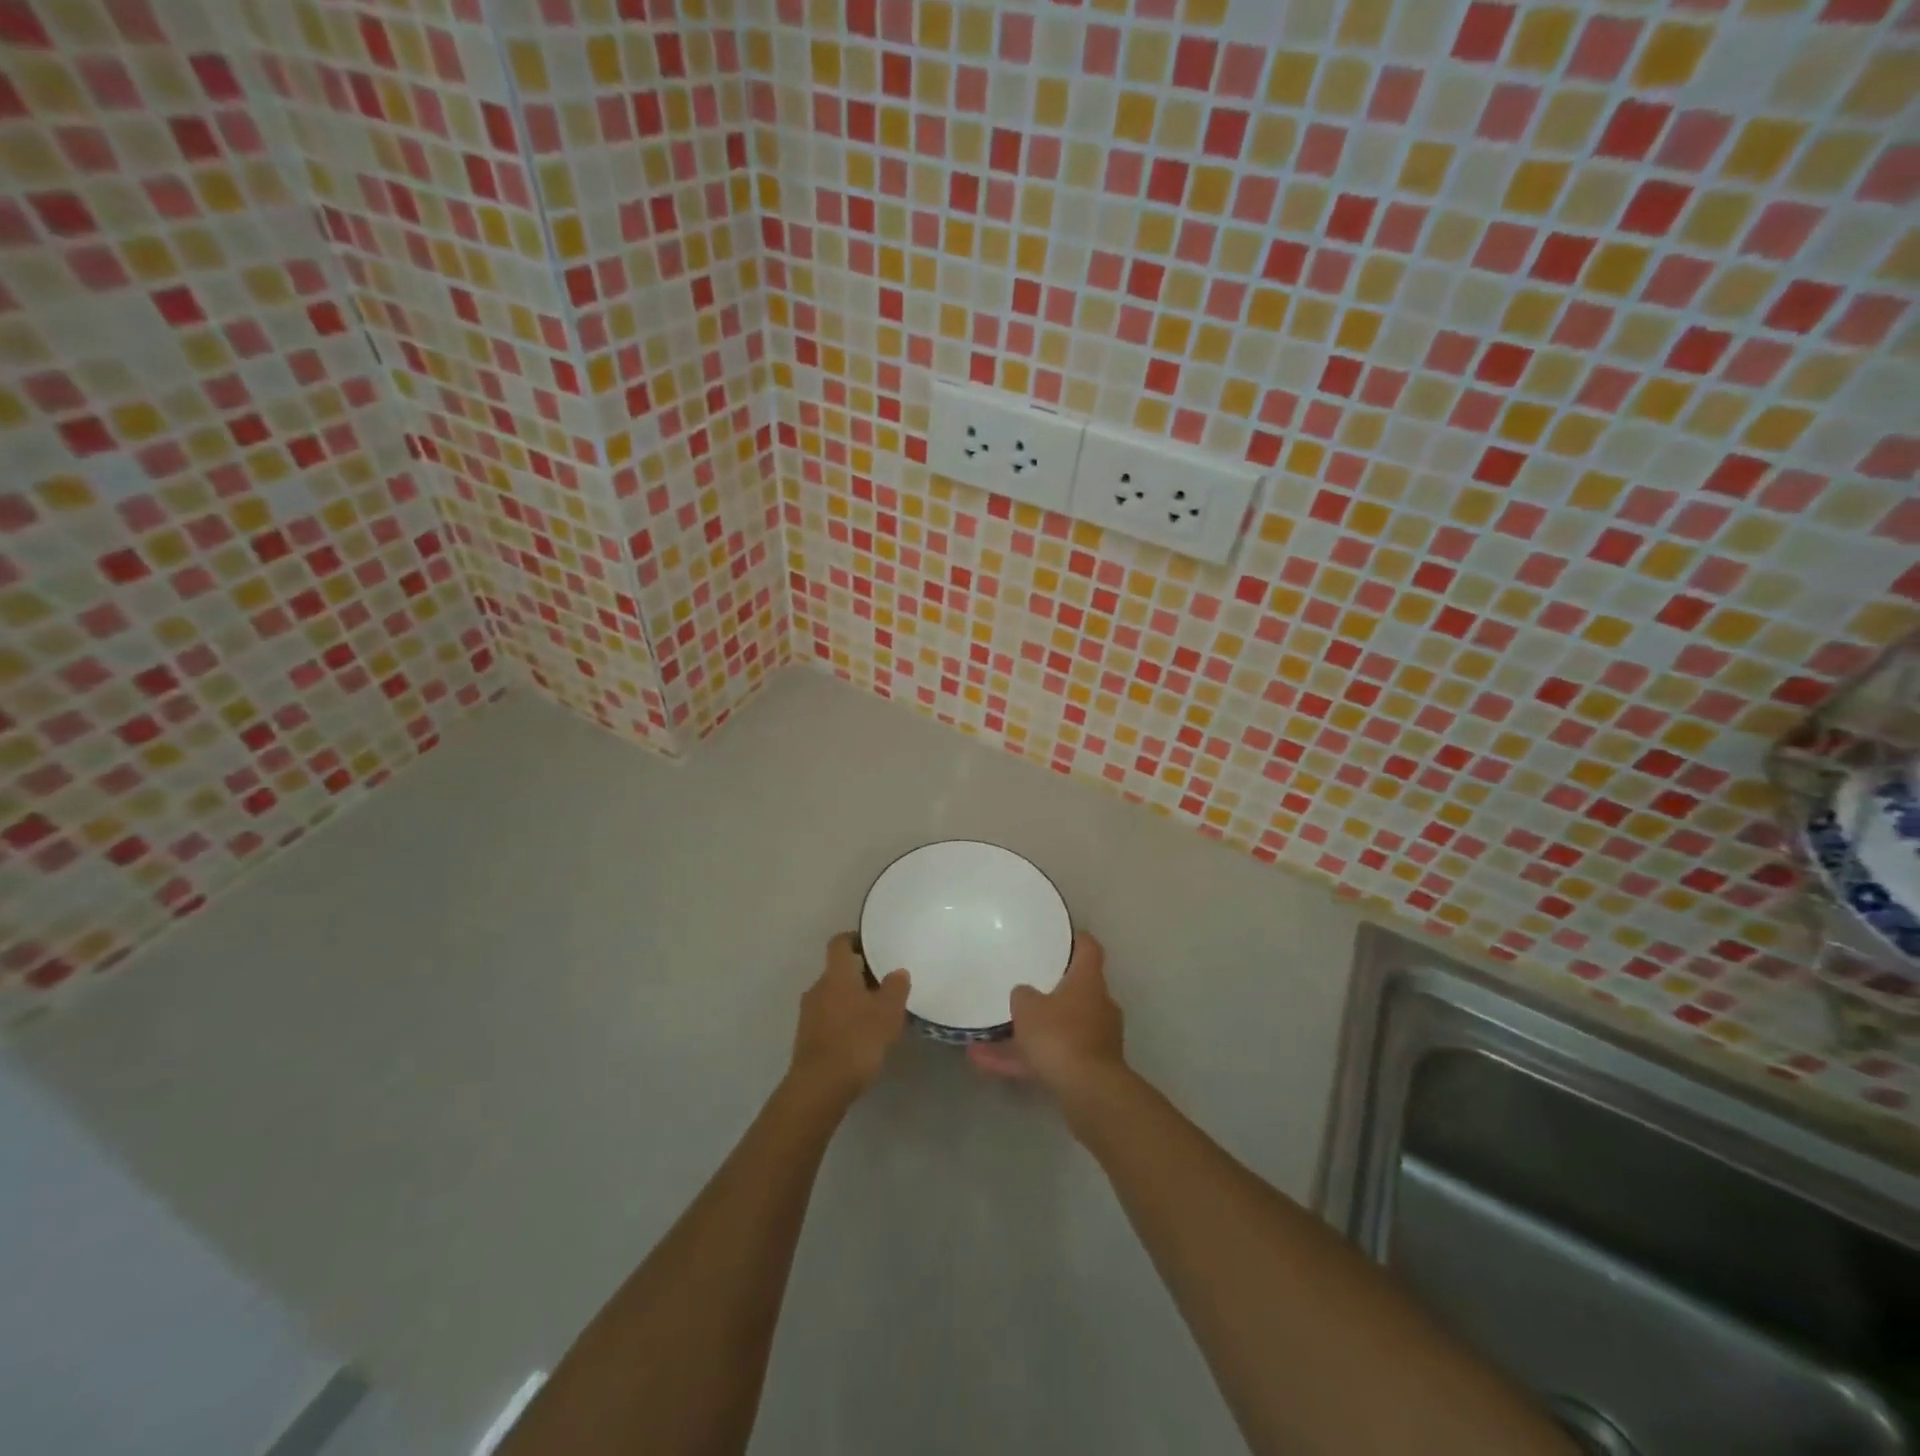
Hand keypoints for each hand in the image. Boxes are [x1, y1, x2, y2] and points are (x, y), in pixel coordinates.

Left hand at [788, 933, 910, 1105]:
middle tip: (884, 986)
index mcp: (836, 974)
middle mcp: (818, 988)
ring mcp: (808, 1014)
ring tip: (876, 1015)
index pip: (839, 943)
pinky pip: (827, 1019)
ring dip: (851, 1001)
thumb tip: (897, 972)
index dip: (854, 939)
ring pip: (832, 996)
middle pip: (837, 971)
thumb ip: (895, 988)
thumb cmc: (857, 1040)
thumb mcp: (887, 1013)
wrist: (820, 1087)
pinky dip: (843, 1022)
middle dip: (859, 976)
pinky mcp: (806, 1039)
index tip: (872, 946)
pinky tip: (860, 1039)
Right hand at [966, 933, 1124, 1102]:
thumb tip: (1024, 994)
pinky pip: (1050, 1058)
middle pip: (1074, 992)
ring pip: (1056, 1030)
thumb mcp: (1028, 1007)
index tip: (1062, 935)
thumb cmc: (1060, 1034)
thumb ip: (1023, 995)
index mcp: (1088, 981)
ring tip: (984, 1039)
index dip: (1076, 940)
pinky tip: (984, 1064)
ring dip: (1025, 1035)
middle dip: (1048, 994)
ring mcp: (1095, 1040)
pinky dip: (1023, 1061)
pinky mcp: (1086, 1070)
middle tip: (1022, 990)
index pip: (1089, 949)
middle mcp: (1097, 1006)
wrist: (1088, 1091)